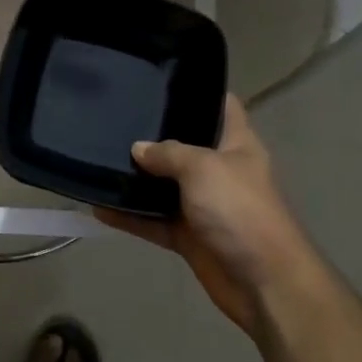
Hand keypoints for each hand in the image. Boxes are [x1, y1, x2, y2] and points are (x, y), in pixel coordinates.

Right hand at [97, 96, 319, 336]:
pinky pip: (151, 220)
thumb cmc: (240, 211)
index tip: (161, 78)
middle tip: (115, 115)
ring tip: (97, 156)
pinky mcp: (187, 235)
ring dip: (136, 178)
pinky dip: (128, 216)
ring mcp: (202, 204)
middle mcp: (219, 170)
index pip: (220, 105)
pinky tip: (98, 206)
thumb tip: (138, 148)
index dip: (198, 90)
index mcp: (236, 144)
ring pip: (163, 184)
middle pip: (184, 144)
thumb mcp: (203, 168)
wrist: (263, 282)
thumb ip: (168, 153)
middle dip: (153, 133)